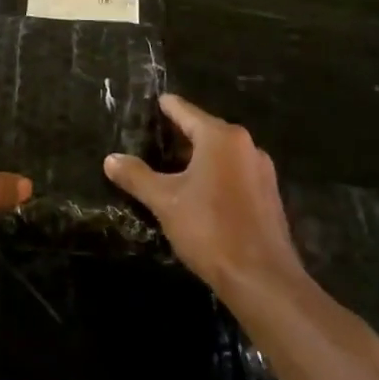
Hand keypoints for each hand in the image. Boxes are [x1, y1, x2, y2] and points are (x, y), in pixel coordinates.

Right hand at [104, 95, 301, 295]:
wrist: (261, 278)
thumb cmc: (209, 229)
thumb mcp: (165, 201)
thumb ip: (137, 176)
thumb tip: (110, 159)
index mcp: (220, 138)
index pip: (186, 112)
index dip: (167, 107)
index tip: (155, 101)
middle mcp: (245, 146)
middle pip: (206, 130)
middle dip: (181, 134)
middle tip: (155, 137)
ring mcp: (261, 171)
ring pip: (222, 154)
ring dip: (199, 157)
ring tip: (173, 166)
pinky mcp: (268, 196)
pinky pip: (235, 173)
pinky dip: (216, 174)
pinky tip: (200, 192)